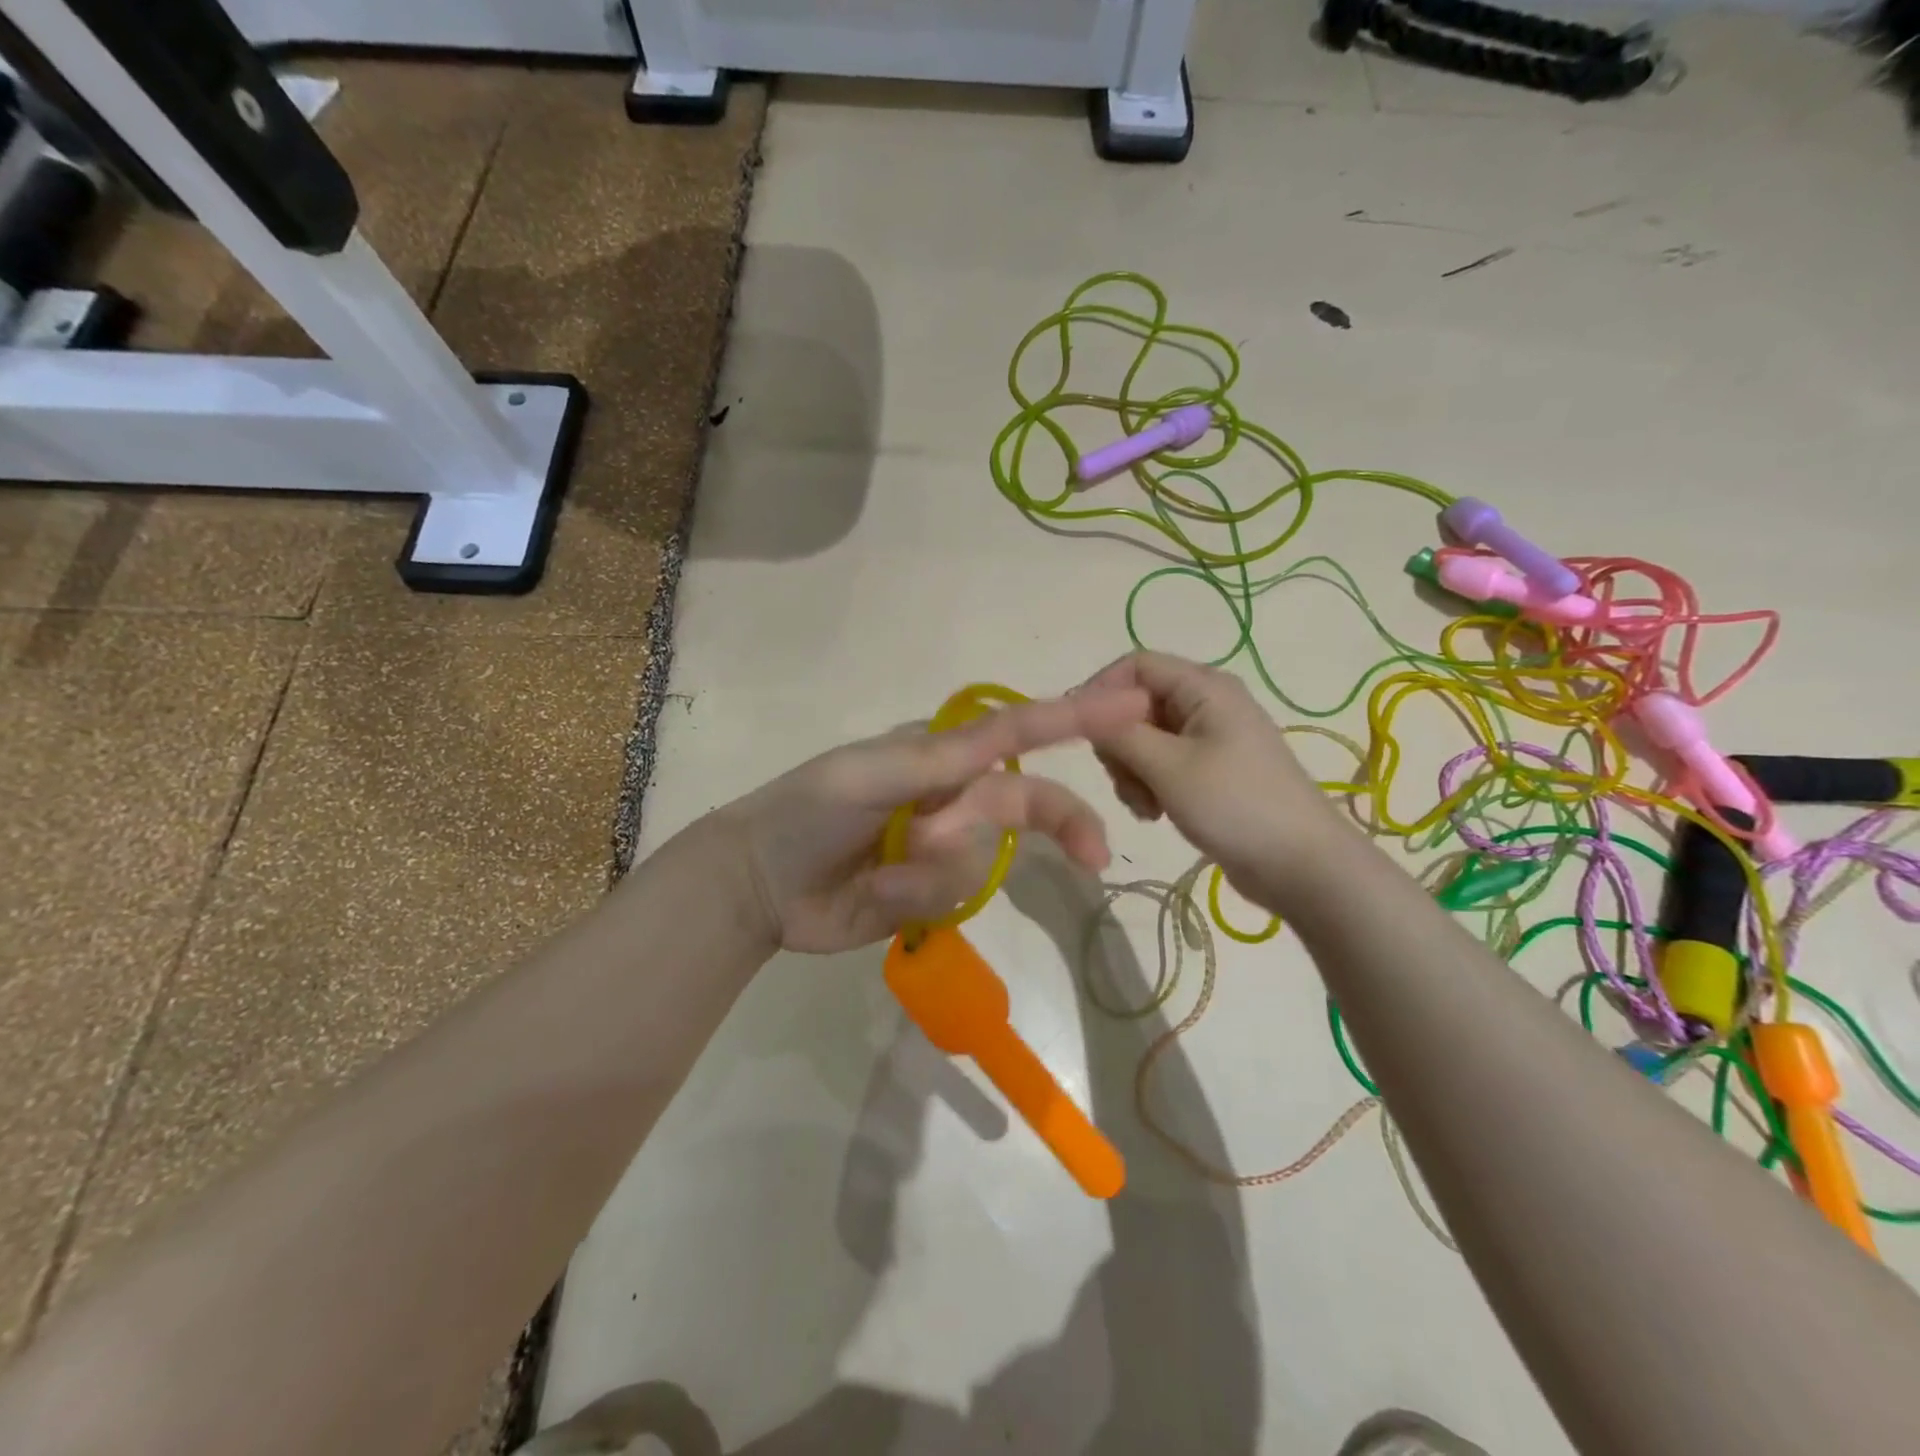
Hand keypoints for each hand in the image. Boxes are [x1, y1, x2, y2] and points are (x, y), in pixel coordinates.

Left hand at [718, 687, 1150, 953]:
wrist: (759, 885)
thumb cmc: (809, 810)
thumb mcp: (870, 772)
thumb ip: (940, 757)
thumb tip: (1007, 732)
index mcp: (938, 754)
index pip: (1016, 734)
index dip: (1073, 722)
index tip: (1131, 709)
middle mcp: (951, 796)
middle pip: (1025, 805)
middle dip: (1058, 825)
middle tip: (1094, 856)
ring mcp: (942, 848)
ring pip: (985, 859)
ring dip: (937, 869)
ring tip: (883, 869)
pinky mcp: (930, 895)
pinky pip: (955, 897)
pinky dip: (917, 897)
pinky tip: (876, 894)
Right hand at [1080, 651, 1348, 911]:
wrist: (1302, 866)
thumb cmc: (1235, 805)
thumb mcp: (1167, 765)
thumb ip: (1119, 733)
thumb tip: (1083, 710)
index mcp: (1204, 687)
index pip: (1135, 665)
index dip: (1101, 692)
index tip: (1079, 732)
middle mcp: (1207, 704)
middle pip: (1137, 704)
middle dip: (1119, 742)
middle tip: (1122, 780)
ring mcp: (1210, 739)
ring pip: (1144, 739)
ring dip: (1131, 770)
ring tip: (1145, 806)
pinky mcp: (1210, 772)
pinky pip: (1162, 765)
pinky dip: (1149, 785)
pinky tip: (1155, 814)